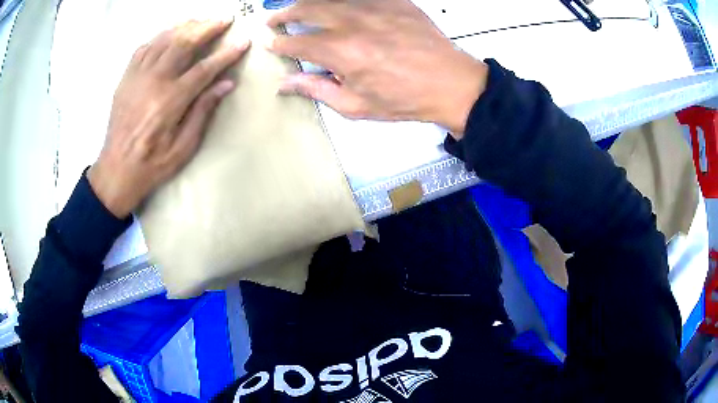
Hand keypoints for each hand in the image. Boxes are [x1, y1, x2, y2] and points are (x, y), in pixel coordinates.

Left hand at [88, 20, 249, 217]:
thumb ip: (203, 112)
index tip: (242, 42)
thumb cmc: (152, 165)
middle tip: (224, 19)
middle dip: (207, 28)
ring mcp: (136, 77)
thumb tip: (226, 84)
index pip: (204, 69)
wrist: (115, 171)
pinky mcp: (125, 79)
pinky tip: (170, 34)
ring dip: (185, 27)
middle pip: (183, 44)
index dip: (225, 54)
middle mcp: (153, 82)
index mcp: (169, 101)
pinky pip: (144, 48)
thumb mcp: (183, 148)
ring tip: (201, 21)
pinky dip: (159, 37)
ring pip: (163, 40)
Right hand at [267, 0, 487, 136]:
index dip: (280, 42)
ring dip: (308, 2)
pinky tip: (335, 4)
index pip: (297, 41)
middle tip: (274, 18)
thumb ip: (317, 89)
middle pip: (307, 9)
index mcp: (342, 51)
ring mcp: (375, 7)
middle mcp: (353, 22)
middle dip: (284, 14)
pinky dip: (342, 0)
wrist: (450, 83)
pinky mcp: (394, 1)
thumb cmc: (404, 99)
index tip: (272, 43)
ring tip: (298, 7)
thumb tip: (285, 83)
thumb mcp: (356, 105)